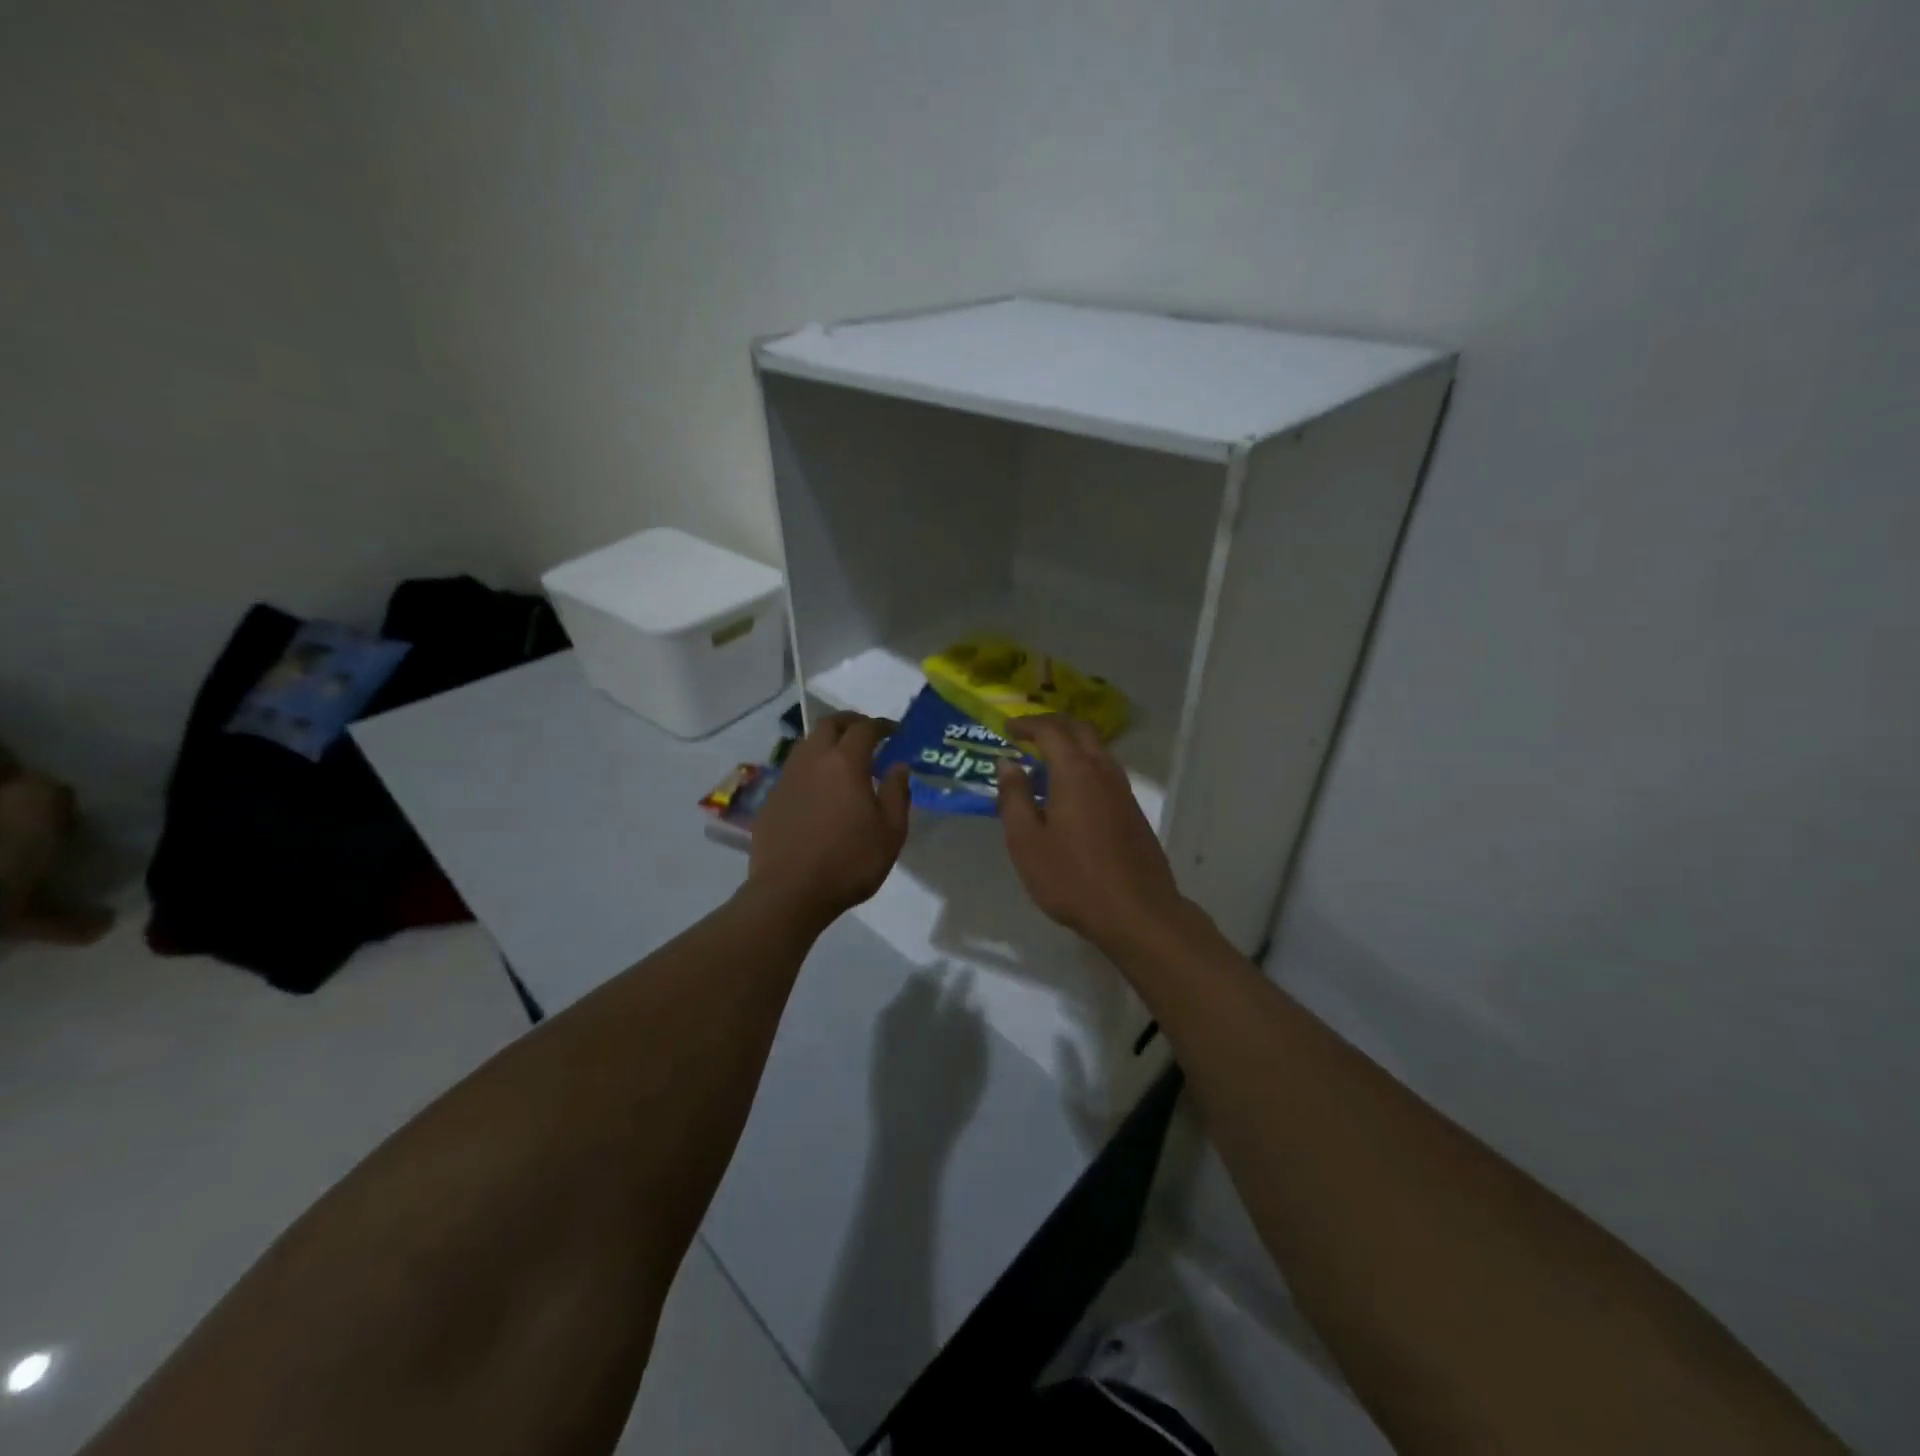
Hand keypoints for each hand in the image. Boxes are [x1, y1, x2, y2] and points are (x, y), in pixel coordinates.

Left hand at [746, 711, 909, 933]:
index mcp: (845, 763)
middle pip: (829, 725)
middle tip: (866, 733)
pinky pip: (794, 769)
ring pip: (807, 743)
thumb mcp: (891, 832)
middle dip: (850, 722)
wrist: (790, 892)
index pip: (865, 729)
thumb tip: (899, 766)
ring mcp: (788, 778)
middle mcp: (813, 760)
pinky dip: (811, 766)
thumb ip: (897, 793)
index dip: (881, 725)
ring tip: (842, 757)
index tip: (894, 731)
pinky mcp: (772, 798)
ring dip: (827, 741)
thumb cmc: (850, 862)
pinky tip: (819, 787)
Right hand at [996, 716, 1188, 958]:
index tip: (1007, 728)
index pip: (1050, 730)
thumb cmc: (1073, 878)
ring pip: (1097, 749)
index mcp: (1075, 772)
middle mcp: (1103, 771)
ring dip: (1071, 743)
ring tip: (1045, 761)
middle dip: (1052, 724)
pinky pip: (1105, 770)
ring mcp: (1123, 790)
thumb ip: (1014, 797)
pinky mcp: (1133, 811)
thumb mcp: (1027, 842)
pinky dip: (1083, 764)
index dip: (1026, 724)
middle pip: (1080, 730)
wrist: (1138, 912)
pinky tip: (1069, 792)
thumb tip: (1007, 763)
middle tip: (1027, 733)